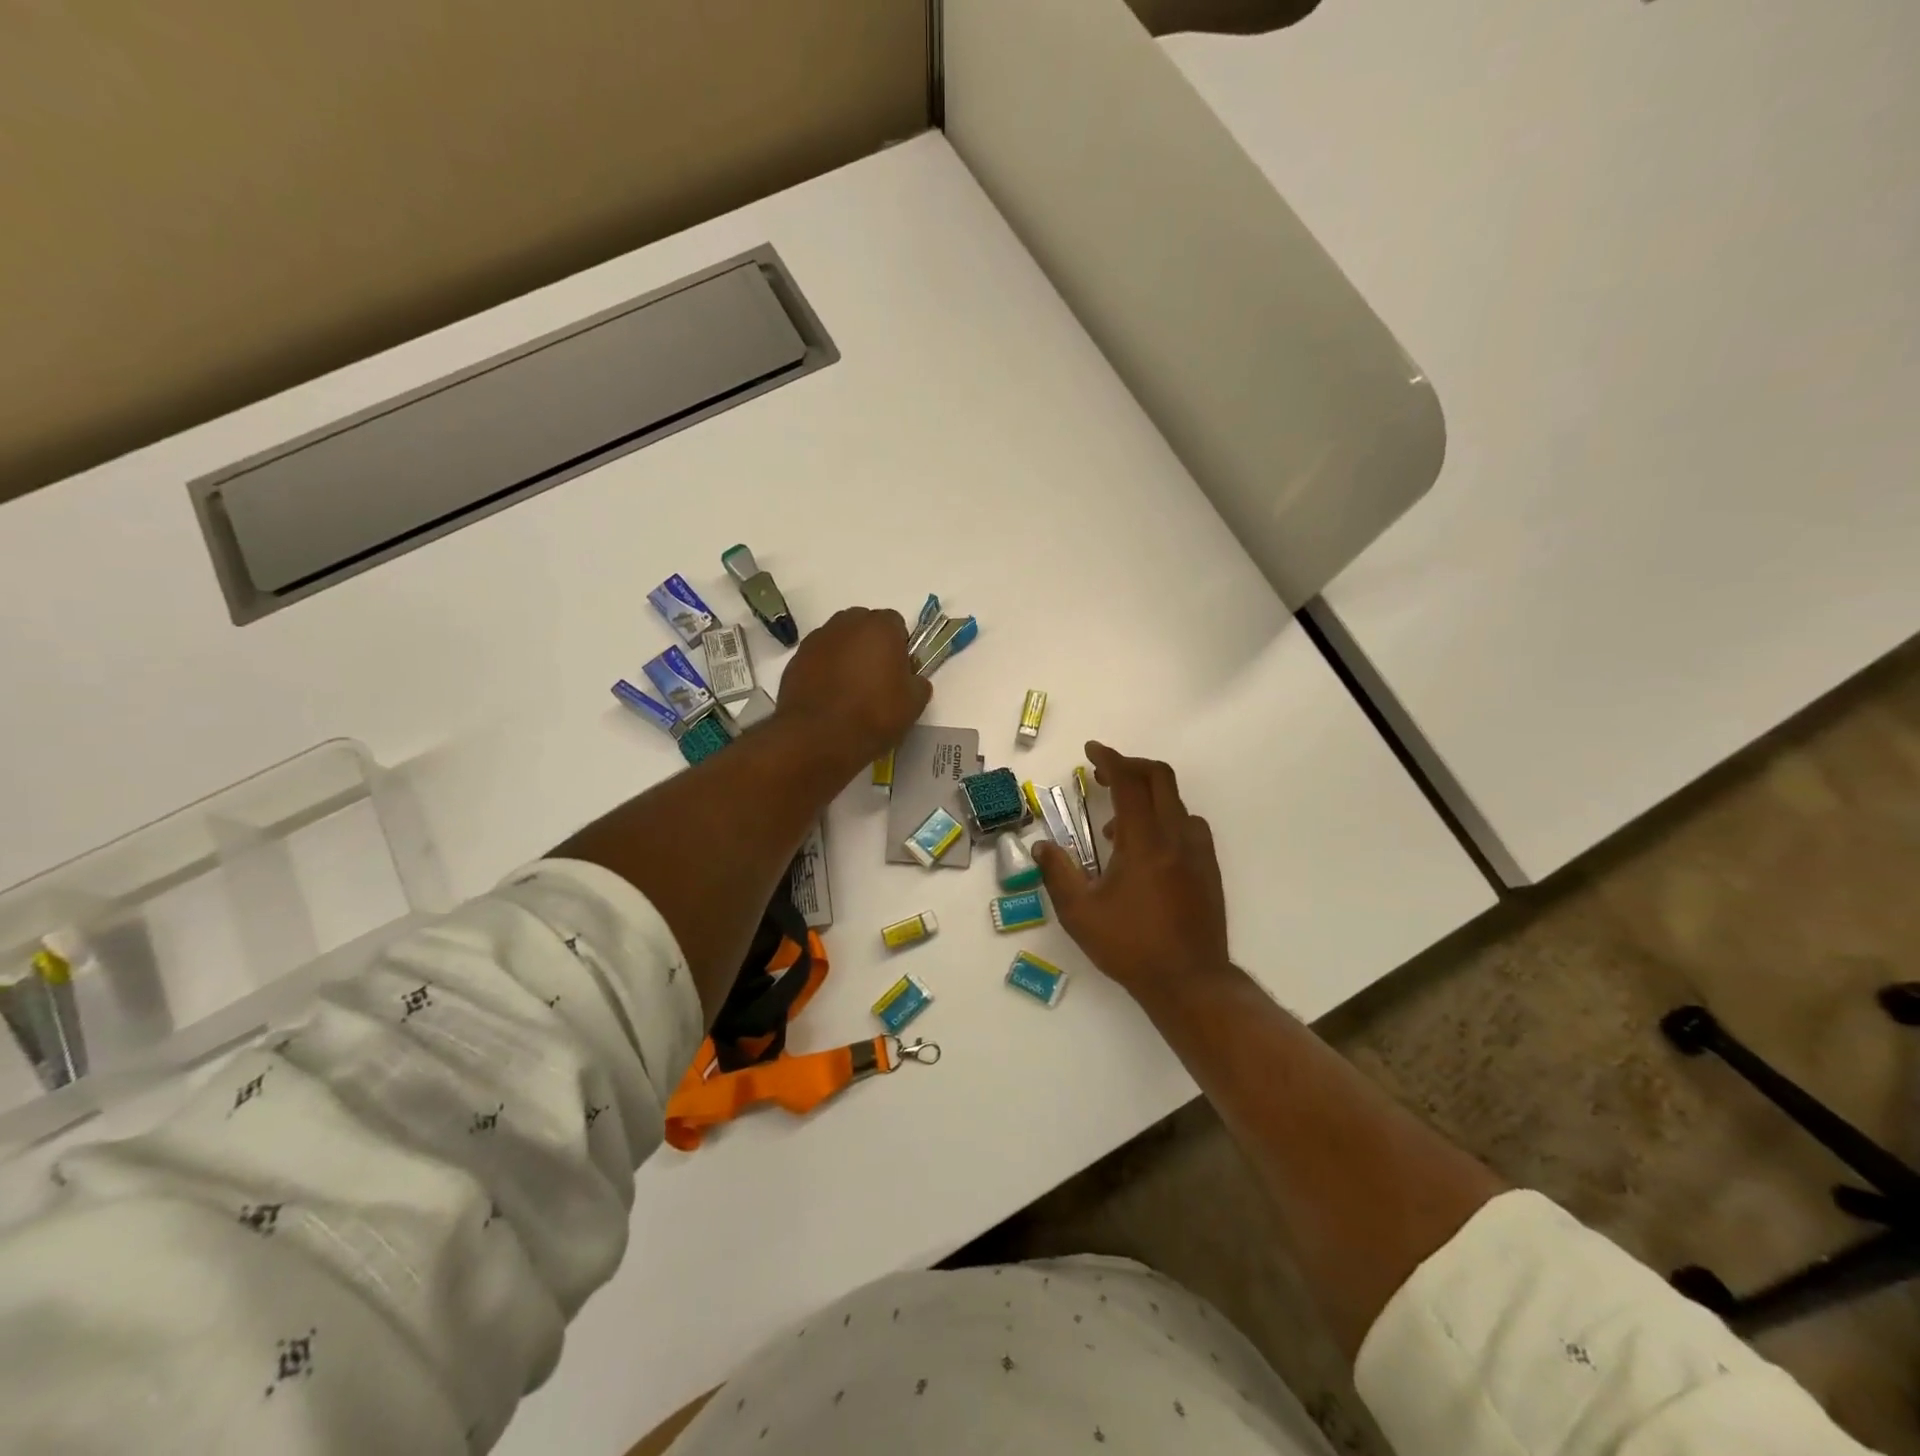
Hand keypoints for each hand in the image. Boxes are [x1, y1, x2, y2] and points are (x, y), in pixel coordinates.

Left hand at [774, 607, 930, 769]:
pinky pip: (817, 659)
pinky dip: (824, 671)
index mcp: (880, 626)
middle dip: (871, 645)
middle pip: (864, 626)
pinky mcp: (795, 660)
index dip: (900, 647)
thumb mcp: (914, 704)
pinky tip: (828, 698)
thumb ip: (918, 683)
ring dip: (845, 656)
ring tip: (849, 690)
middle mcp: (846, 623)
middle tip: (875, 678)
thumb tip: (912, 680)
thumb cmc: (874, 714)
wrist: (819, 737)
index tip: (899, 671)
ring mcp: (817, 640)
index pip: (896, 624)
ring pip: (838, 641)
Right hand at [1035, 742, 1229, 998]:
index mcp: (1145, 842)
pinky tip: (1147, 850)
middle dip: (1131, 766)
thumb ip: (1057, 873)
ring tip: (1117, 825)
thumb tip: (1041, 845)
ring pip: (1177, 802)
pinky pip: (1189, 825)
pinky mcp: (1209, 869)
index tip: (1091, 751)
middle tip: (1104, 775)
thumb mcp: (1080, 913)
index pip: (1130, 782)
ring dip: (1147, 796)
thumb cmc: (1130, 946)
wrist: (1190, 981)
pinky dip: (1165, 819)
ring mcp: (1198, 852)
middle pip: (1160, 779)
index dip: (1110, 759)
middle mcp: (1176, 837)